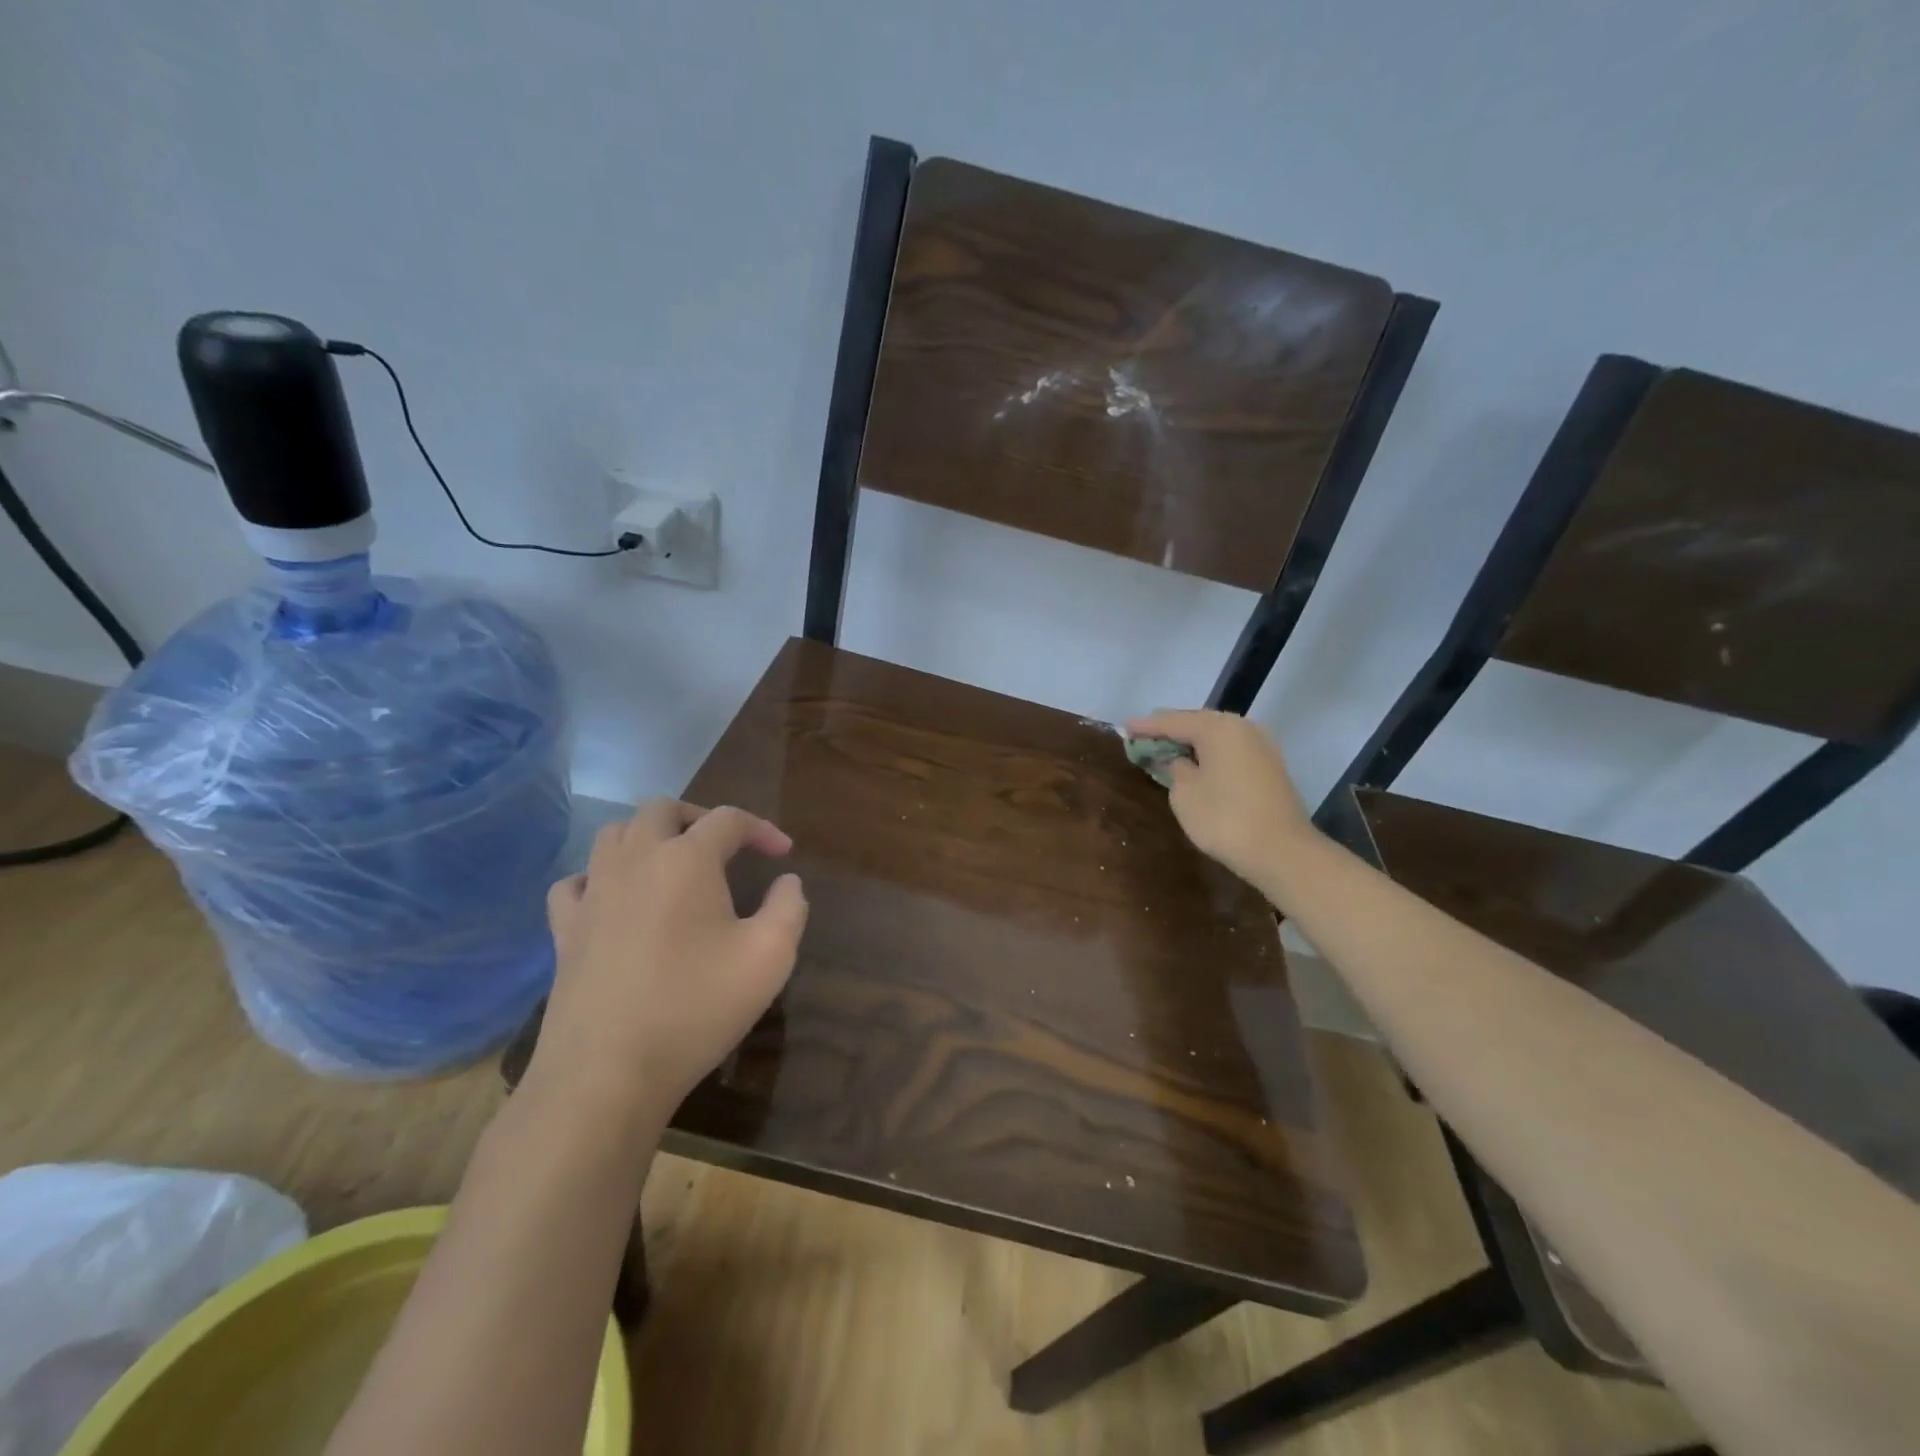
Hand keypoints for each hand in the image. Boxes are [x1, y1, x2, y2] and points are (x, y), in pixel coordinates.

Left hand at [532, 800, 807, 1126]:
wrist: (607, 1074)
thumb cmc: (696, 1008)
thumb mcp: (770, 957)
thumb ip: (790, 908)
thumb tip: (787, 882)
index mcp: (687, 860)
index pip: (728, 819)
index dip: (762, 829)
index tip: (783, 854)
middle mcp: (635, 861)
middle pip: (663, 809)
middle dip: (700, 818)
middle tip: (727, 847)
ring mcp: (593, 893)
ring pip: (615, 834)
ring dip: (650, 836)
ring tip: (675, 864)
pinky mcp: (565, 930)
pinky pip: (577, 881)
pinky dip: (600, 876)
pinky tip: (616, 899)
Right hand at [1126, 709, 1314, 887]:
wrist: (1282, 852)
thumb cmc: (1225, 819)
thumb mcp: (1184, 794)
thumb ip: (1175, 768)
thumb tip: (1180, 760)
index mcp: (1218, 728)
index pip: (1173, 721)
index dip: (1146, 726)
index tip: (1125, 727)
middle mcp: (1242, 727)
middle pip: (1198, 722)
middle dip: (1170, 730)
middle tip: (1144, 736)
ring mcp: (1261, 745)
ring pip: (1217, 736)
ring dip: (1192, 742)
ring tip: (1167, 748)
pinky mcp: (1270, 766)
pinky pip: (1231, 750)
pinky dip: (1210, 753)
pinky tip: (1197, 763)